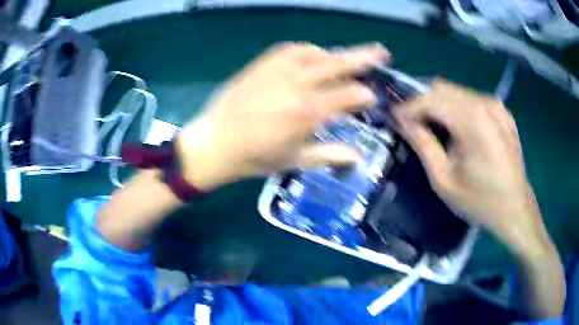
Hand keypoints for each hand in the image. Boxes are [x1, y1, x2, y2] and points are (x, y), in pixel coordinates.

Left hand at [177, 42, 389, 190]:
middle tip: (381, 52)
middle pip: (338, 64)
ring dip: (335, 55)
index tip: (372, 98)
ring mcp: (278, 69)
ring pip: (317, 53)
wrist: (214, 143)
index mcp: (307, 112)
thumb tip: (358, 156)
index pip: (349, 95)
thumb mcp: (294, 160)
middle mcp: (296, 84)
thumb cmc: (254, 157)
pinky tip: (313, 58)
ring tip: (344, 61)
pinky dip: (310, 51)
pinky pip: (293, 49)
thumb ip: (329, 155)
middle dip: (364, 57)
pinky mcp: (263, 63)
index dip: (365, 95)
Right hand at [392, 80, 548, 254]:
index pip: (431, 98)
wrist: (515, 208)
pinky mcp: (502, 111)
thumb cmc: (480, 201)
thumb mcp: (444, 179)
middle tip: (411, 122)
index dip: (409, 105)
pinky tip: (458, 128)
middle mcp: (486, 104)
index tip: (394, 117)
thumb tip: (402, 120)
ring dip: (439, 104)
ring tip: (432, 126)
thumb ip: (423, 144)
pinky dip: (457, 107)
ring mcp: (496, 105)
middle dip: (422, 102)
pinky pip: (472, 99)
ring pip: (457, 91)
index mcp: (473, 121)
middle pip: (443, 88)